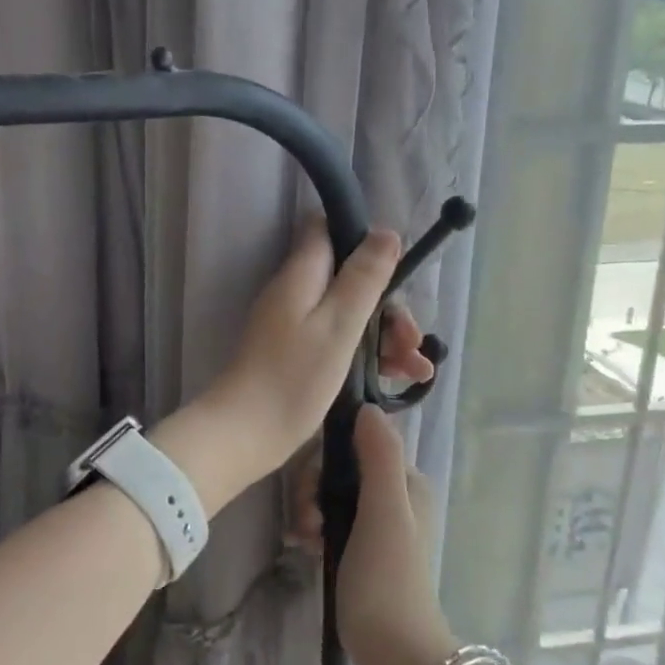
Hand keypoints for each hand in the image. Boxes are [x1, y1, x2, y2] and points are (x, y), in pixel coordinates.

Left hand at [200, 220, 434, 488]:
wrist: (245, 434)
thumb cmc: (293, 377)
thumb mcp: (339, 324)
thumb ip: (363, 277)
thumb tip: (386, 232)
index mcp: (302, 275)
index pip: (328, 231)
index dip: (363, 240)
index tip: (397, 269)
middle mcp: (296, 293)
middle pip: (349, 280)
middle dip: (388, 305)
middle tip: (412, 339)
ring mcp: (296, 326)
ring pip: (350, 315)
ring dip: (386, 336)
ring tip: (418, 369)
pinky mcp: (299, 356)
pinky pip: (341, 341)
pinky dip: (370, 355)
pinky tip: (401, 379)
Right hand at [289, 406, 454, 664]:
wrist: (394, 651)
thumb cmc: (388, 576)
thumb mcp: (385, 509)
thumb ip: (379, 456)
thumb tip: (366, 407)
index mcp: (406, 481)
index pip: (358, 442)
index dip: (328, 454)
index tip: (310, 482)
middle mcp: (394, 496)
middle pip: (341, 468)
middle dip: (314, 487)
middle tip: (305, 519)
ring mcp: (376, 524)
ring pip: (331, 494)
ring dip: (309, 509)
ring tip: (302, 538)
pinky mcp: (360, 548)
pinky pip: (330, 520)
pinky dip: (313, 528)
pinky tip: (303, 546)